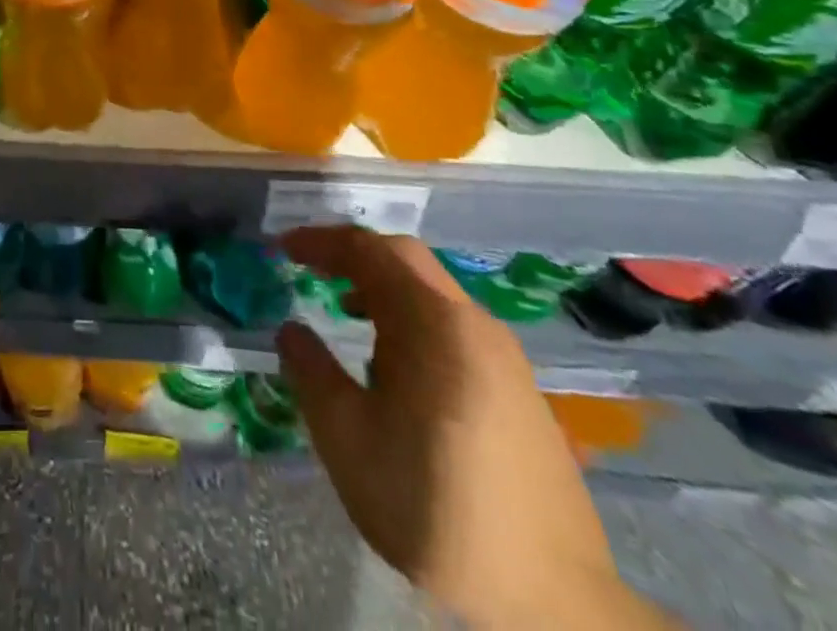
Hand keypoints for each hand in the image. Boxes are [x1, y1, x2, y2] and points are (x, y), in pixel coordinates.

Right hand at [277, 227, 675, 630]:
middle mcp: (472, 323)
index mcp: (433, 323)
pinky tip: (394, 362)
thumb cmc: (434, 506)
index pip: (368, 251)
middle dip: (352, 255)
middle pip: (404, 259)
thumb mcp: (347, 440)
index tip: (282, 248)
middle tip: (310, 268)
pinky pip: (452, 323)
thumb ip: (311, 372)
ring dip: (382, 287)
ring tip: (344, 312)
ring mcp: (502, 354)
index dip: (320, 241)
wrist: (554, 599)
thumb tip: (291, 330)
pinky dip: (411, 317)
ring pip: (431, 290)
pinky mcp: (517, 385)